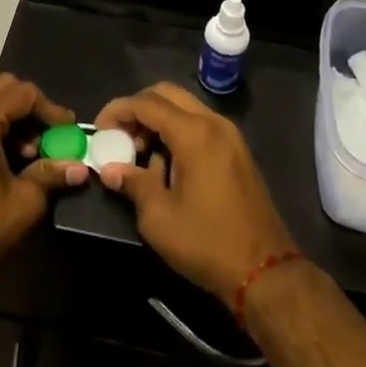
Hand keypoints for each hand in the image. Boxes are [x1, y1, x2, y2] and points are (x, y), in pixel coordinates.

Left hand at [0, 76, 89, 307]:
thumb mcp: (24, 202)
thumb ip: (52, 174)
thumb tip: (80, 167)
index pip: (21, 93)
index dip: (50, 109)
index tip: (69, 131)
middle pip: (1, 91)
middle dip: (31, 110)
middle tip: (50, 137)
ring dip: (14, 122)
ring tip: (32, 156)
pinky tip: (10, 164)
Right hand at [93, 82, 294, 307]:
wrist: (265, 272)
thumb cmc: (207, 242)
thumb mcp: (159, 217)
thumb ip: (133, 183)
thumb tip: (111, 169)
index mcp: (194, 132)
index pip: (146, 103)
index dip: (118, 111)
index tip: (99, 130)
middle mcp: (213, 123)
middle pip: (167, 94)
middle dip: (138, 110)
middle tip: (120, 137)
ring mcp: (230, 135)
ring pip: (185, 108)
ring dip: (158, 120)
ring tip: (140, 154)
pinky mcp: (237, 151)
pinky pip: (200, 124)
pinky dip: (178, 131)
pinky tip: (166, 164)